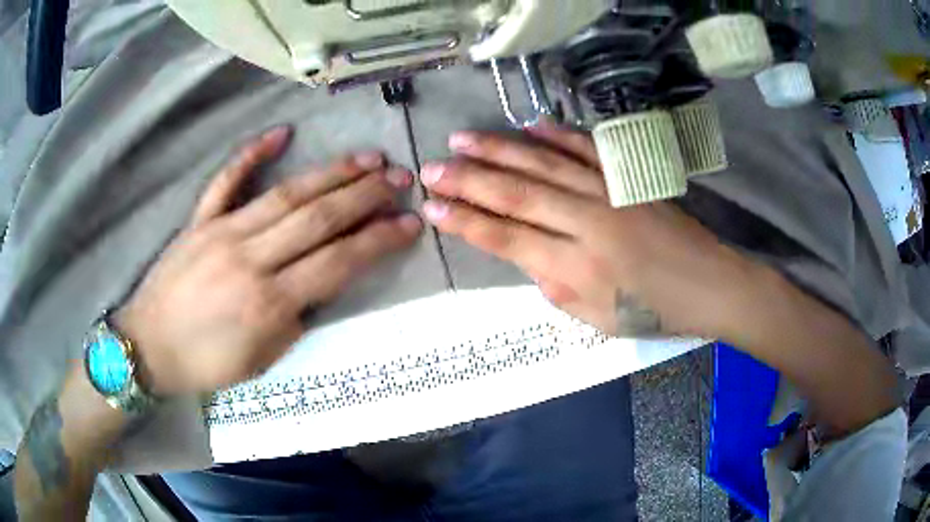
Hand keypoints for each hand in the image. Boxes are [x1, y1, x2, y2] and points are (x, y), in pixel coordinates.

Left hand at [116, 127, 421, 394]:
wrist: (148, 347)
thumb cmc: (206, 363)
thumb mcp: (262, 359)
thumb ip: (295, 319)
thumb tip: (318, 283)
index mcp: (268, 303)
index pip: (337, 263)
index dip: (378, 241)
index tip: (410, 223)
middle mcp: (249, 259)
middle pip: (318, 218)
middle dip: (365, 196)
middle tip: (399, 178)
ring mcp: (221, 232)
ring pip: (285, 195)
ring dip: (330, 174)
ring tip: (366, 158)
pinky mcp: (199, 221)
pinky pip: (226, 181)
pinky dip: (252, 155)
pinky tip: (281, 135)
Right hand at [419, 123, 753, 337]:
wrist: (708, 284)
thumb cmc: (653, 312)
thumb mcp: (596, 319)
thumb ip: (553, 286)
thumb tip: (525, 255)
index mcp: (577, 269)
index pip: (506, 239)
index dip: (465, 222)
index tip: (431, 207)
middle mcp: (588, 224)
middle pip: (517, 195)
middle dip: (468, 180)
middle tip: (431, 167)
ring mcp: (609, 193)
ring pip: (544, 165)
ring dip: (499, 150)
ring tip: (462, 139)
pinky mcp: (628, 178)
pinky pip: (587, 150)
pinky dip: (557, 135)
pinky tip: (530, 125)